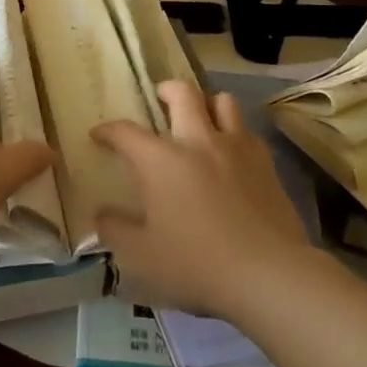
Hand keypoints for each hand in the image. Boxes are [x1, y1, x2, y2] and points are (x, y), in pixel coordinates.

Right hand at [92, 81, 309, 317]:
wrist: (268, 275)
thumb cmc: (196, 263)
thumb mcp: (141, 255)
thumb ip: (115, 230)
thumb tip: (101, 214)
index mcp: (160, 160)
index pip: (125, 132)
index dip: (108, 130)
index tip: (99, 136)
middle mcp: (197, 141)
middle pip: (182, 93)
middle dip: (166, 90)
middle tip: (160, 100)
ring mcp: (235, 149)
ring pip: (222, 102)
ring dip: (207, 104)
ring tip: (201, 119)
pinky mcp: (266, 164)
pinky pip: (248, 132)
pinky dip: (235, 133)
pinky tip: (232, 153)